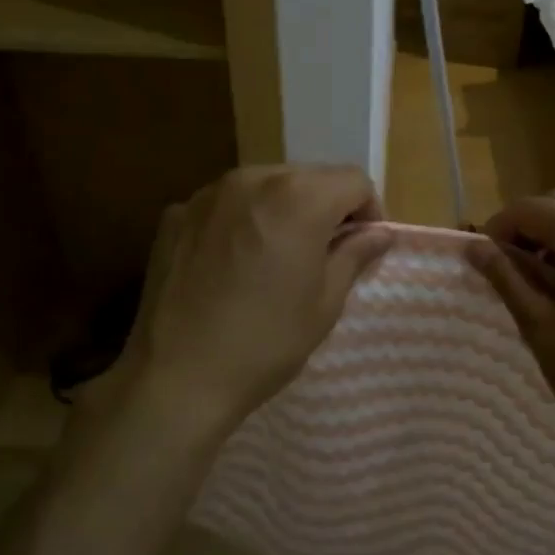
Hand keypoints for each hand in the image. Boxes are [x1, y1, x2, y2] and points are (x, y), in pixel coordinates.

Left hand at [110, 165, 392, 432]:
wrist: (176, 377)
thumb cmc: (265, 342)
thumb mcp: (325, 302)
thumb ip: (355, 255)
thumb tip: (379, 234)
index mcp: (298, 198)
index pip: (353, 180)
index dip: (368, 211)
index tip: (361, 246)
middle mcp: (253, 179)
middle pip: (308, 177)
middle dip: (325, 207)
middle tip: (322, 253)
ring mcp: (207, 194)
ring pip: (264, 185)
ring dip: (282, 209)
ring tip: (275, 256)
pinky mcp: (176, 215)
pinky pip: (225, 204)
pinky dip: (240, 220)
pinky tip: (232, 264)